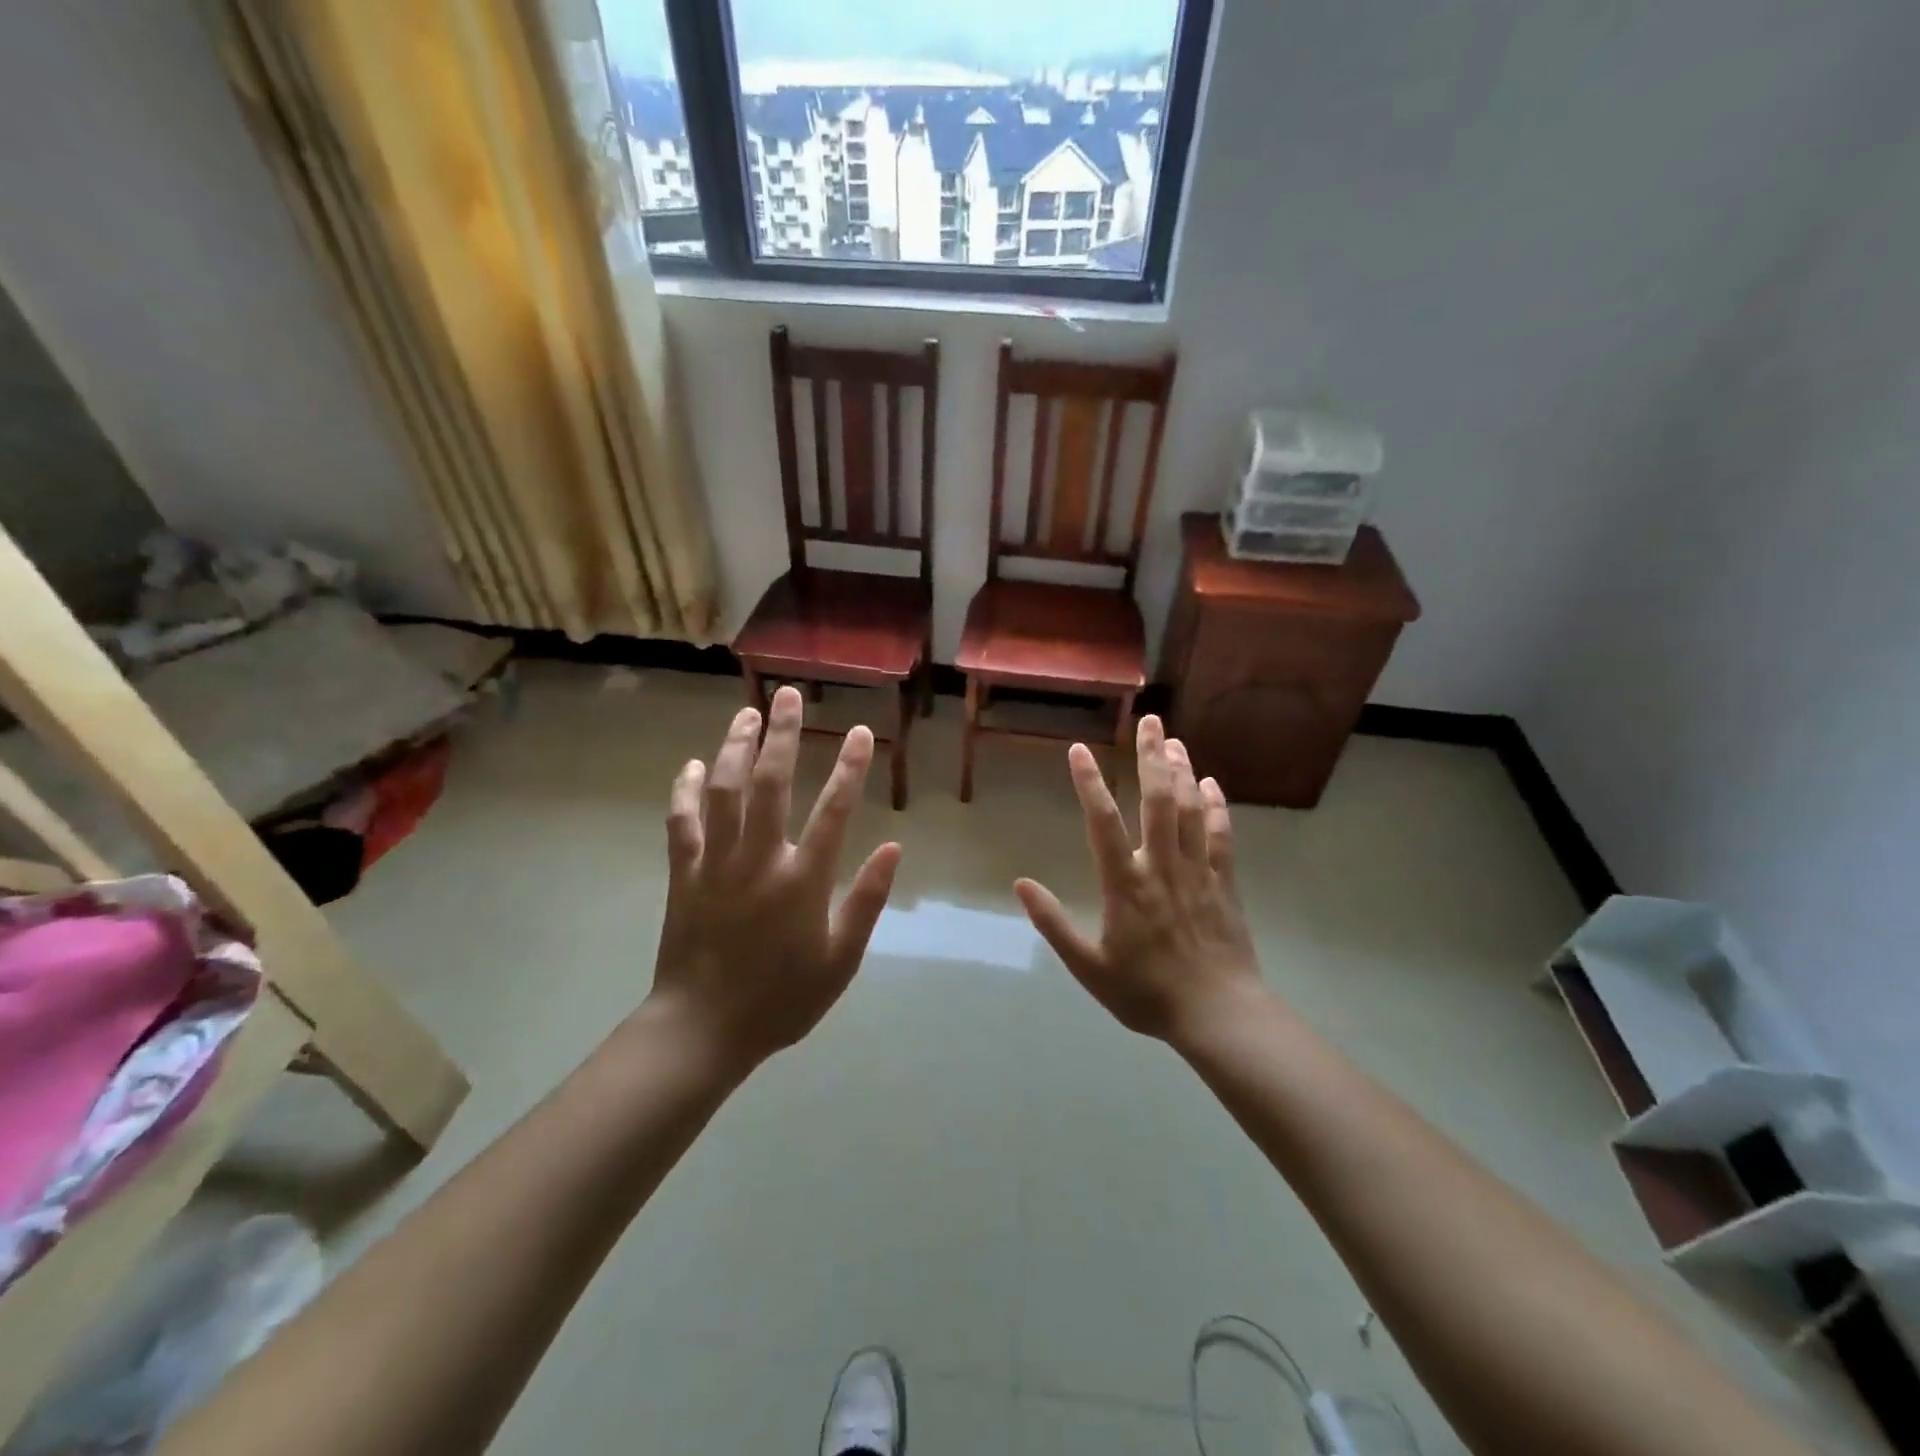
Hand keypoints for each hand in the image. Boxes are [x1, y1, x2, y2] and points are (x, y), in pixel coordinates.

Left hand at [648, 685, 901, 1070]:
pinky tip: (691, 766)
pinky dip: (685, 791)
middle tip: (788, 695)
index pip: (834, 810)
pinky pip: (682, 822)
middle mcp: (759, 859)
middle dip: (782, 735)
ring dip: (735, 748)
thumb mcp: (841, 960)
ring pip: (725, 791)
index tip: (860, 730)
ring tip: (747, 713)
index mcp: (802, 880)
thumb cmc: (781, 999)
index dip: (850, 766)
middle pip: (771, 783)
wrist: (703, 1030)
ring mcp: (716, 863)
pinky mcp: (685, 874)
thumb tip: (895, 848)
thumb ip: (867, 901)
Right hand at [1014, 715, 1262, 1043]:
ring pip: (1191, 811)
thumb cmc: (1147, 993)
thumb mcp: (1089, 967)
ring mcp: (1197, 872)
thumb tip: (1021, 885)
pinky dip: (1216, 808)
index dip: (1090, 783)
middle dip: (1152, 757)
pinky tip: (1211, 785)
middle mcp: (1162, 867)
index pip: (1103, 823)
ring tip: (1175, 741)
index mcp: (1126, 885)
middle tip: (1151, 722)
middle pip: (1158, 801)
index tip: (1079, 750)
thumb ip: (1054, 924)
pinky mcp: (1224, 884)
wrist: (1219, 1015)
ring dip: (1183, 773)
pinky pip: (1221, 837)